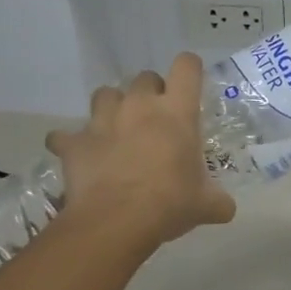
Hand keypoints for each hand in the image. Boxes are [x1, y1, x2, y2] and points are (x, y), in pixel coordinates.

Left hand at [45, 53, 236, 248]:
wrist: (116, 222)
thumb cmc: (170, 204)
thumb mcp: (207, 204)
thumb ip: (218, 200)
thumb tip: (225, 208)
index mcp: (177, 113)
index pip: (187, 67)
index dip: (190, 69)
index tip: (191, 84)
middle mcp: (139, 106)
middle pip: (145, 77)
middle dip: (151, 92)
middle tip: (156, 118)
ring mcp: (103, 121)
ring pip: (104, 94)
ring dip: (112, 107)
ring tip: (117, 129)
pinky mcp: (74, 143)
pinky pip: (65, 135)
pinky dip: (71, 142)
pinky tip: (80, 155)